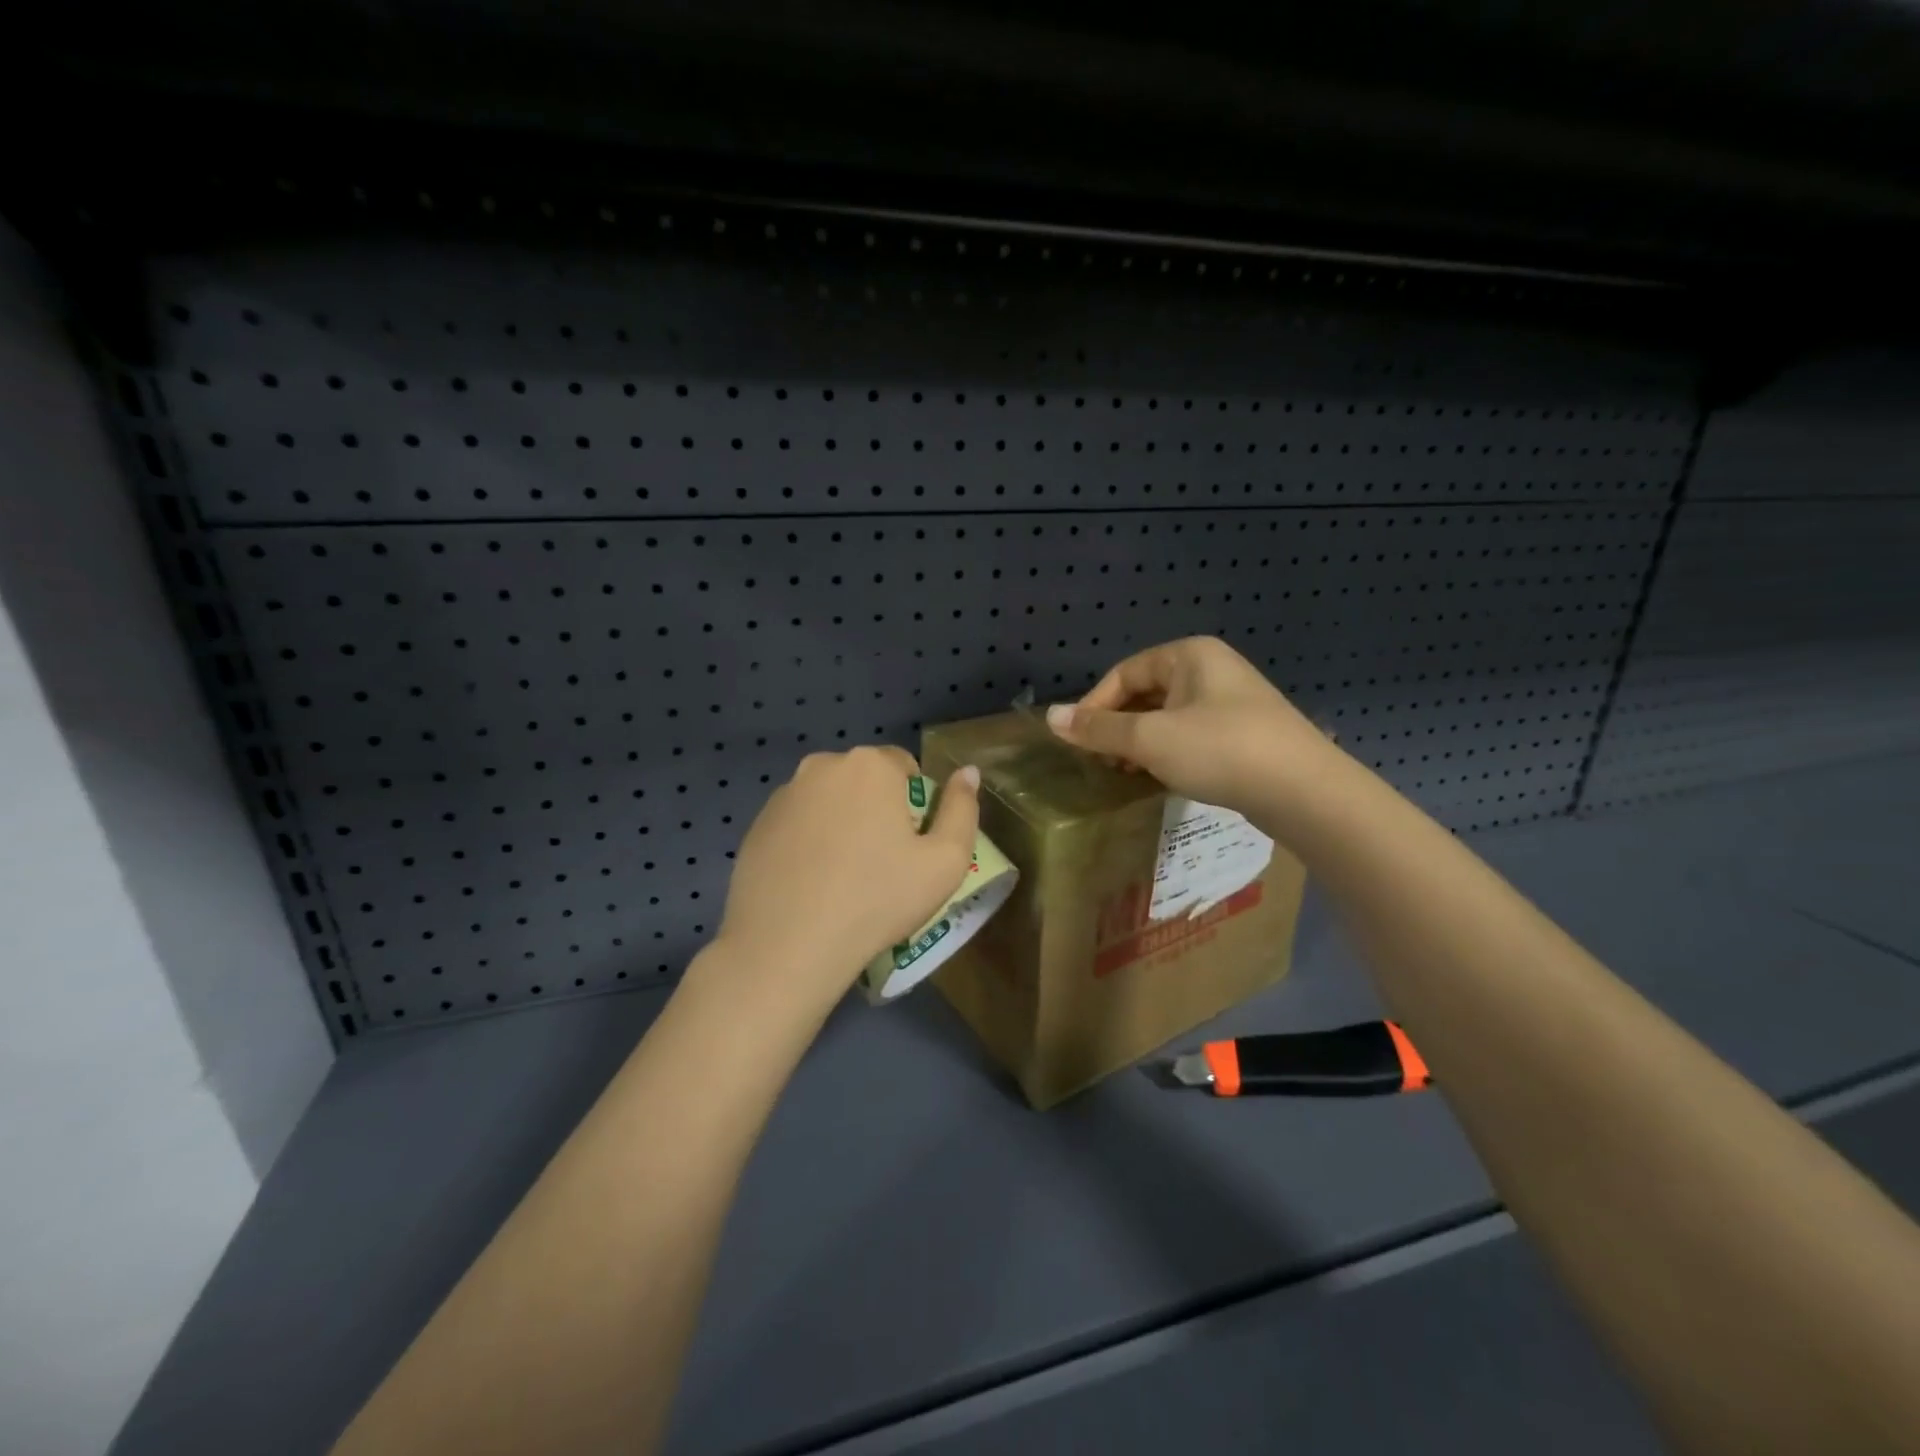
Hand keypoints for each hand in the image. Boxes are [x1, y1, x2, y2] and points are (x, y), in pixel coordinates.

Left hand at [713, 746, 980, 1005]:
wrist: (788, 945)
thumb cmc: (878, 899)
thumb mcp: (945, 861)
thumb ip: (963, 809)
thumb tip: (968, 772)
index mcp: (870, 765)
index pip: (905, 766)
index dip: (915, 805)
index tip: (910, 846)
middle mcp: (823, 765)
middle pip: (865, 780)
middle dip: (877, 809)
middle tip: (881, 863)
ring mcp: (784, 793)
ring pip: (829, 800)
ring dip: (841, 822)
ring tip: (842, 876)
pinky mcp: (756, 823)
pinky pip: (798, 822)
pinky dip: (809, 840)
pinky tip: (810, 882)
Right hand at [1046, 637, 1340, 821]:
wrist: (1304, 791)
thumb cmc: (1220, 751)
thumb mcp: (1150, 739)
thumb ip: (1098, 729)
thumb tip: (1050, 718)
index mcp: (1189, 655)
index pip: (1124, 672)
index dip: (1095, 705)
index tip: (1077, 741)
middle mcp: (1211, 669)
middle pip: (1145, 693)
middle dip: (1117, 726)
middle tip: (1100, 761)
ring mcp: (1231, 702)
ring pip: (1167, 717)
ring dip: (1140, 743)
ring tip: (1125, 773)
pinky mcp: (1243, 734)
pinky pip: (1190, 735)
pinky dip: (1167, 752)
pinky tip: (1159, 778)